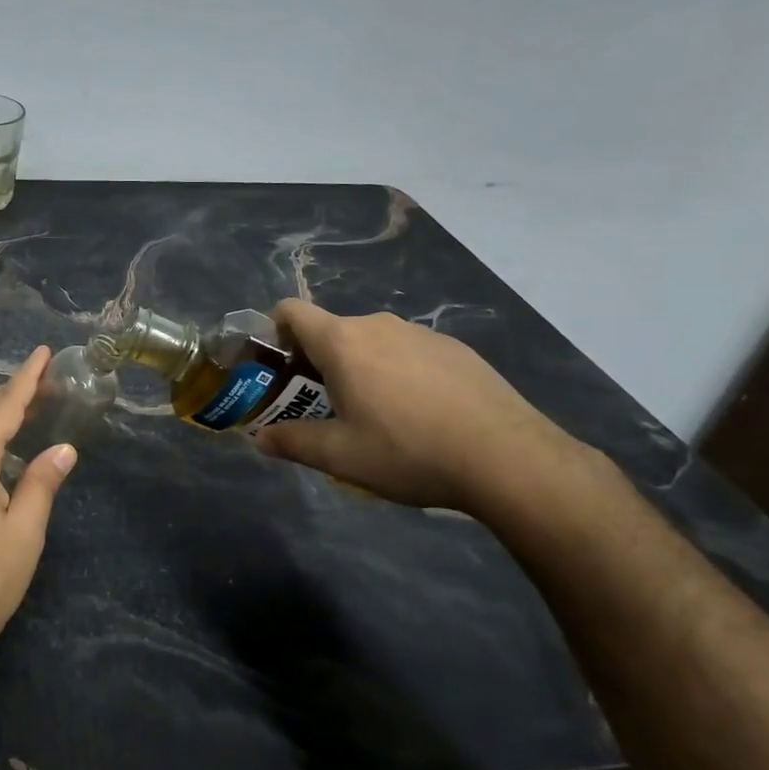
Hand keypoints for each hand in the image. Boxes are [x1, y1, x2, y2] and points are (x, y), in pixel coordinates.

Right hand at [256, 300, 577, 512]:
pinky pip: (409, 352)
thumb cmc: (408, 451)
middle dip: (317, 363)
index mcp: (342, 342)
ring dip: (360, 369)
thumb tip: (260, 438)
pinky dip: (399, 373)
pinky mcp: (455, 348)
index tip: (277, 367)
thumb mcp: (341, 456)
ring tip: (377, 416)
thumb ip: (293, 442)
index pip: (291, 311)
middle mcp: (377, 324)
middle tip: (323, 407)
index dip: (274, 332)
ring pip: (372, 343)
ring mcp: (421, 333)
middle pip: (331, 332)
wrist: (508, 458)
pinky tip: (422, 415)